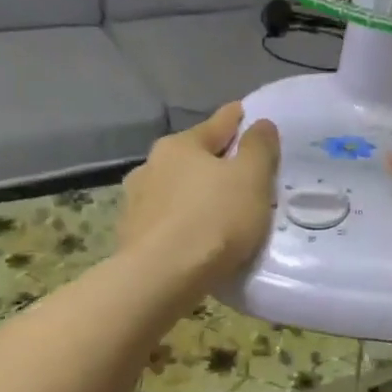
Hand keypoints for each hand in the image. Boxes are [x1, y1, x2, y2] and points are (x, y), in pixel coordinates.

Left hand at [119, 103, 279, 304]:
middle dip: (214, 161)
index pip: (216, 124)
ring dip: (194, 194)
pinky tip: (194, 237)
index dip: (236, 119)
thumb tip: (260, 123)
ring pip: (175, 189)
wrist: (160, 278)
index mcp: (179, 146)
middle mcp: (150, 166)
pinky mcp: (131, 237)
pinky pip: (166, 221)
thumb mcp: (251, 179)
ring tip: (216, 209)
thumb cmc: (213, 220)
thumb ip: (259, 148)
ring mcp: (136, 203)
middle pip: (191, 157)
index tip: (245, 113)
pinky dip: (182, 222)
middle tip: (239, 171)